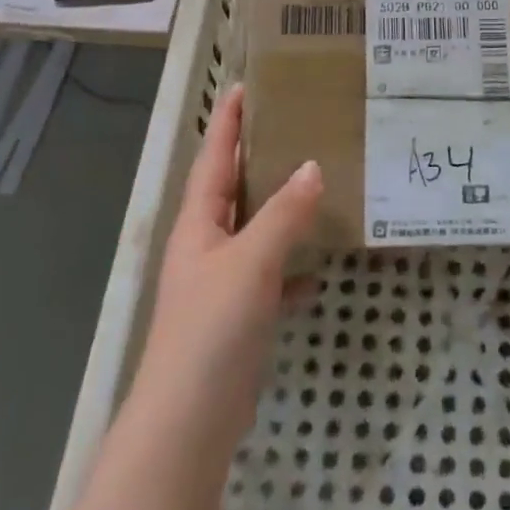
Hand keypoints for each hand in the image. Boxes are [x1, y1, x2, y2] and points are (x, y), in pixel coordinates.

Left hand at [128, 85, 323, 448]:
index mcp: (199, 224)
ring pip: (255, 232)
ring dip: (280, 210)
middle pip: (233, 190)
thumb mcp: (252, 262)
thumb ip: (284, 214)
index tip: (246, 85)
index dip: (229, 122)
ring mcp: (221, 285)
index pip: (214, 159)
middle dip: (258, 158)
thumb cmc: (212, 328)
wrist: (189, 424)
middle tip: (295, 124)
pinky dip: (292, 269)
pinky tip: (320, 268)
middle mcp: (206, 247)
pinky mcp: (239, 319)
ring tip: (318, 181)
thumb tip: (313, 166)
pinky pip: (271, 279)